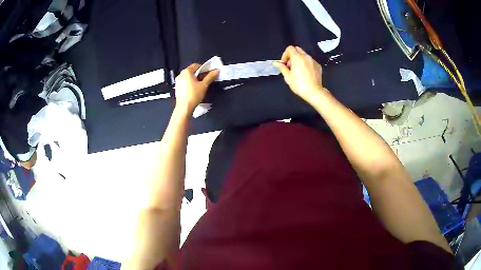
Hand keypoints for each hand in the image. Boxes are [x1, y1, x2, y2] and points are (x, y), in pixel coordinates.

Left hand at [174, 63, 218, 113]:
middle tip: (206, 79)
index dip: (204, 68)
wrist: (184, 107)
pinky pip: (185, 82)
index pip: (196, 65)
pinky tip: (194, 89)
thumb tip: (217, 71)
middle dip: (200, 74)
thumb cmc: (194, 95)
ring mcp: (178, 81)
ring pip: (188, 77)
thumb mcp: (204, 85)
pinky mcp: (177, 87)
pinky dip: (190, 83)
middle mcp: (181, 74)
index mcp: (186, 71)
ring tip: (201, 85)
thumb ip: (210, 77)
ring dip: (195, 79)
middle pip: (192, 71)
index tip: (209, 73)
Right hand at [273, 46, 329, 102]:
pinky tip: (305, 73)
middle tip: (290, 65)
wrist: (314, 92)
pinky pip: (310, 61)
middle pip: (297, 49)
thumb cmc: (299, 85)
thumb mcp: (288, 77)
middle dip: (292, 55)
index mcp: (297, 58)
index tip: (284, 63)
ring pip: (304, 55)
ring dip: (299, 59)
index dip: (285, 54)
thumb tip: (277, 63)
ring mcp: (313, 61)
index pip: (290, 48)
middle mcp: (306, 56)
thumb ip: (282, 68)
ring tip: (298, 70)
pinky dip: (306, 63)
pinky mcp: (318, 66)